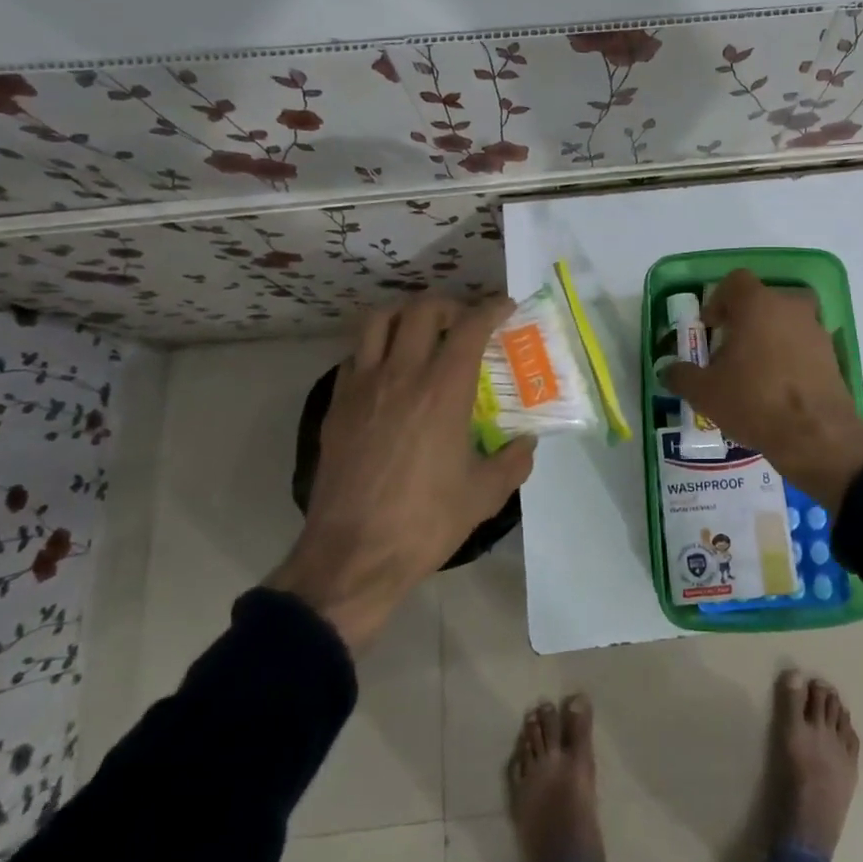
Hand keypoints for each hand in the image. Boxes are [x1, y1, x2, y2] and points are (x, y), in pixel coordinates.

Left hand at [266, 295, 536, 650]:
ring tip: (422, 331)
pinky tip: (389, 372)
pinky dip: (376, 349)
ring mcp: (362, 387)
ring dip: (405, 315)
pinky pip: (355, 355)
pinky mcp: (336, 406)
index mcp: (443, 391)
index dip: (491, 308)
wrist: (352, 556)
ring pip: (378, 321)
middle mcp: (401, 375)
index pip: (469, 327)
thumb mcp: (484, 495)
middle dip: (449, 305)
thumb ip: (513, 461)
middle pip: (421, 310)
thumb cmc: (424, 523)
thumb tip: (526, 442)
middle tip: (464, 321)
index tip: (505, 307)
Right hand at [660, 270, 862, 513]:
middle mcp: (790, 307)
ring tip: (754, 371)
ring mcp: (816, 330)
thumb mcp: (705, 392)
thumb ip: (682, 376)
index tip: (710, 327)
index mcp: (757, 304)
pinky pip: (804, 345)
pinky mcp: (832, 356)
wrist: (816, 435)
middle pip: (764, 300)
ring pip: (787, 322)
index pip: (736, 281)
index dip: (718, 300)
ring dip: (770, 337)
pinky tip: (778, 388)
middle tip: (730, 349)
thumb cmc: (754, 401)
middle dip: (745, 319)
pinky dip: (790, 357)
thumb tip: (668, 370)